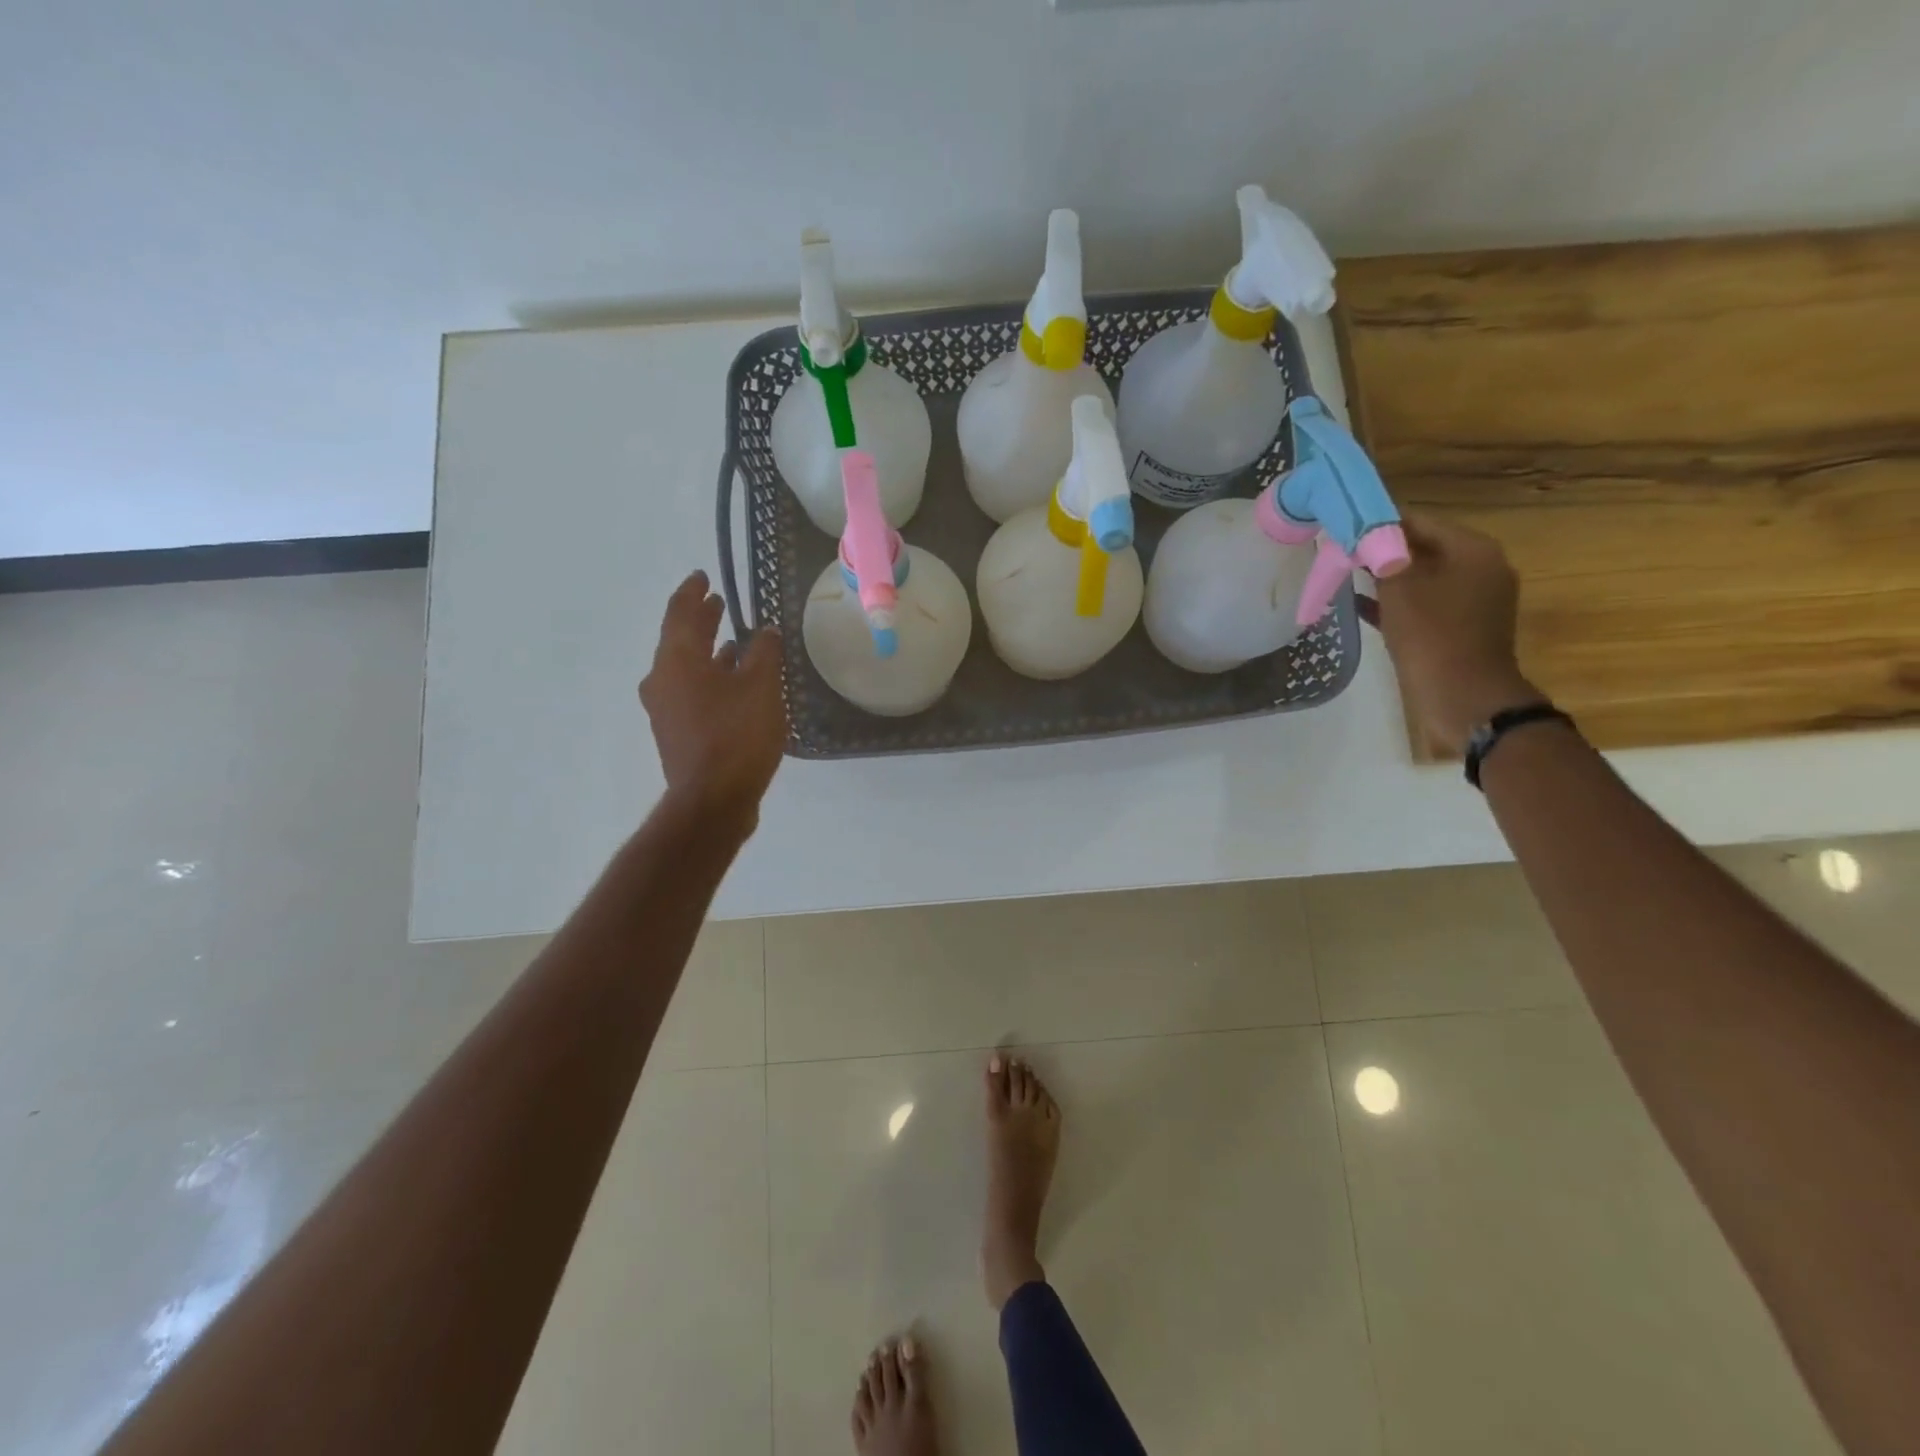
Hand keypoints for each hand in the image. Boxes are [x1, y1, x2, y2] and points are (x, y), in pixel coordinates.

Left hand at [639, 571, 784, 828]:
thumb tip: (764, 630)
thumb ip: (763, 652)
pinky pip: (691, 691)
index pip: (680, 613)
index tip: (704, 576)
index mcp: (677, 660)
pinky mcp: (676, 732)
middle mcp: (662, 679)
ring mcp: (665, 709)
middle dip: (700, 619)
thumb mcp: (761, 687)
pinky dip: (710, 677)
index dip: (693, 592)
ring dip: (707, 650)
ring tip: (732, 640)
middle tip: (718, 602)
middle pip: (679, 639)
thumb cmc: (737, 735)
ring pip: (685, 667)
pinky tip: (733, 683)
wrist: (713, 800)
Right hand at [1360, 514, 1541, 755]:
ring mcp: (1474, 599)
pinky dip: (1396, 603)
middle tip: (1339, 556)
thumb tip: (1363, 533)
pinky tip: (1360, 607)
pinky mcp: (1462, 626)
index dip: (1377, 524)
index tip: (1342, 531)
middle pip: (1421, 548)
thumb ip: (1381, 556)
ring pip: (1421, 577)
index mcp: (1472, 549)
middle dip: (1380, 552)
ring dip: (1385, 579)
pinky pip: (1424, 603)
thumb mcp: (1399, 589)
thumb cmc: (1432, 636)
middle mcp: (1480, 567)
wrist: (1464, 698)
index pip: (1417, 521)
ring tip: (1344, 579)